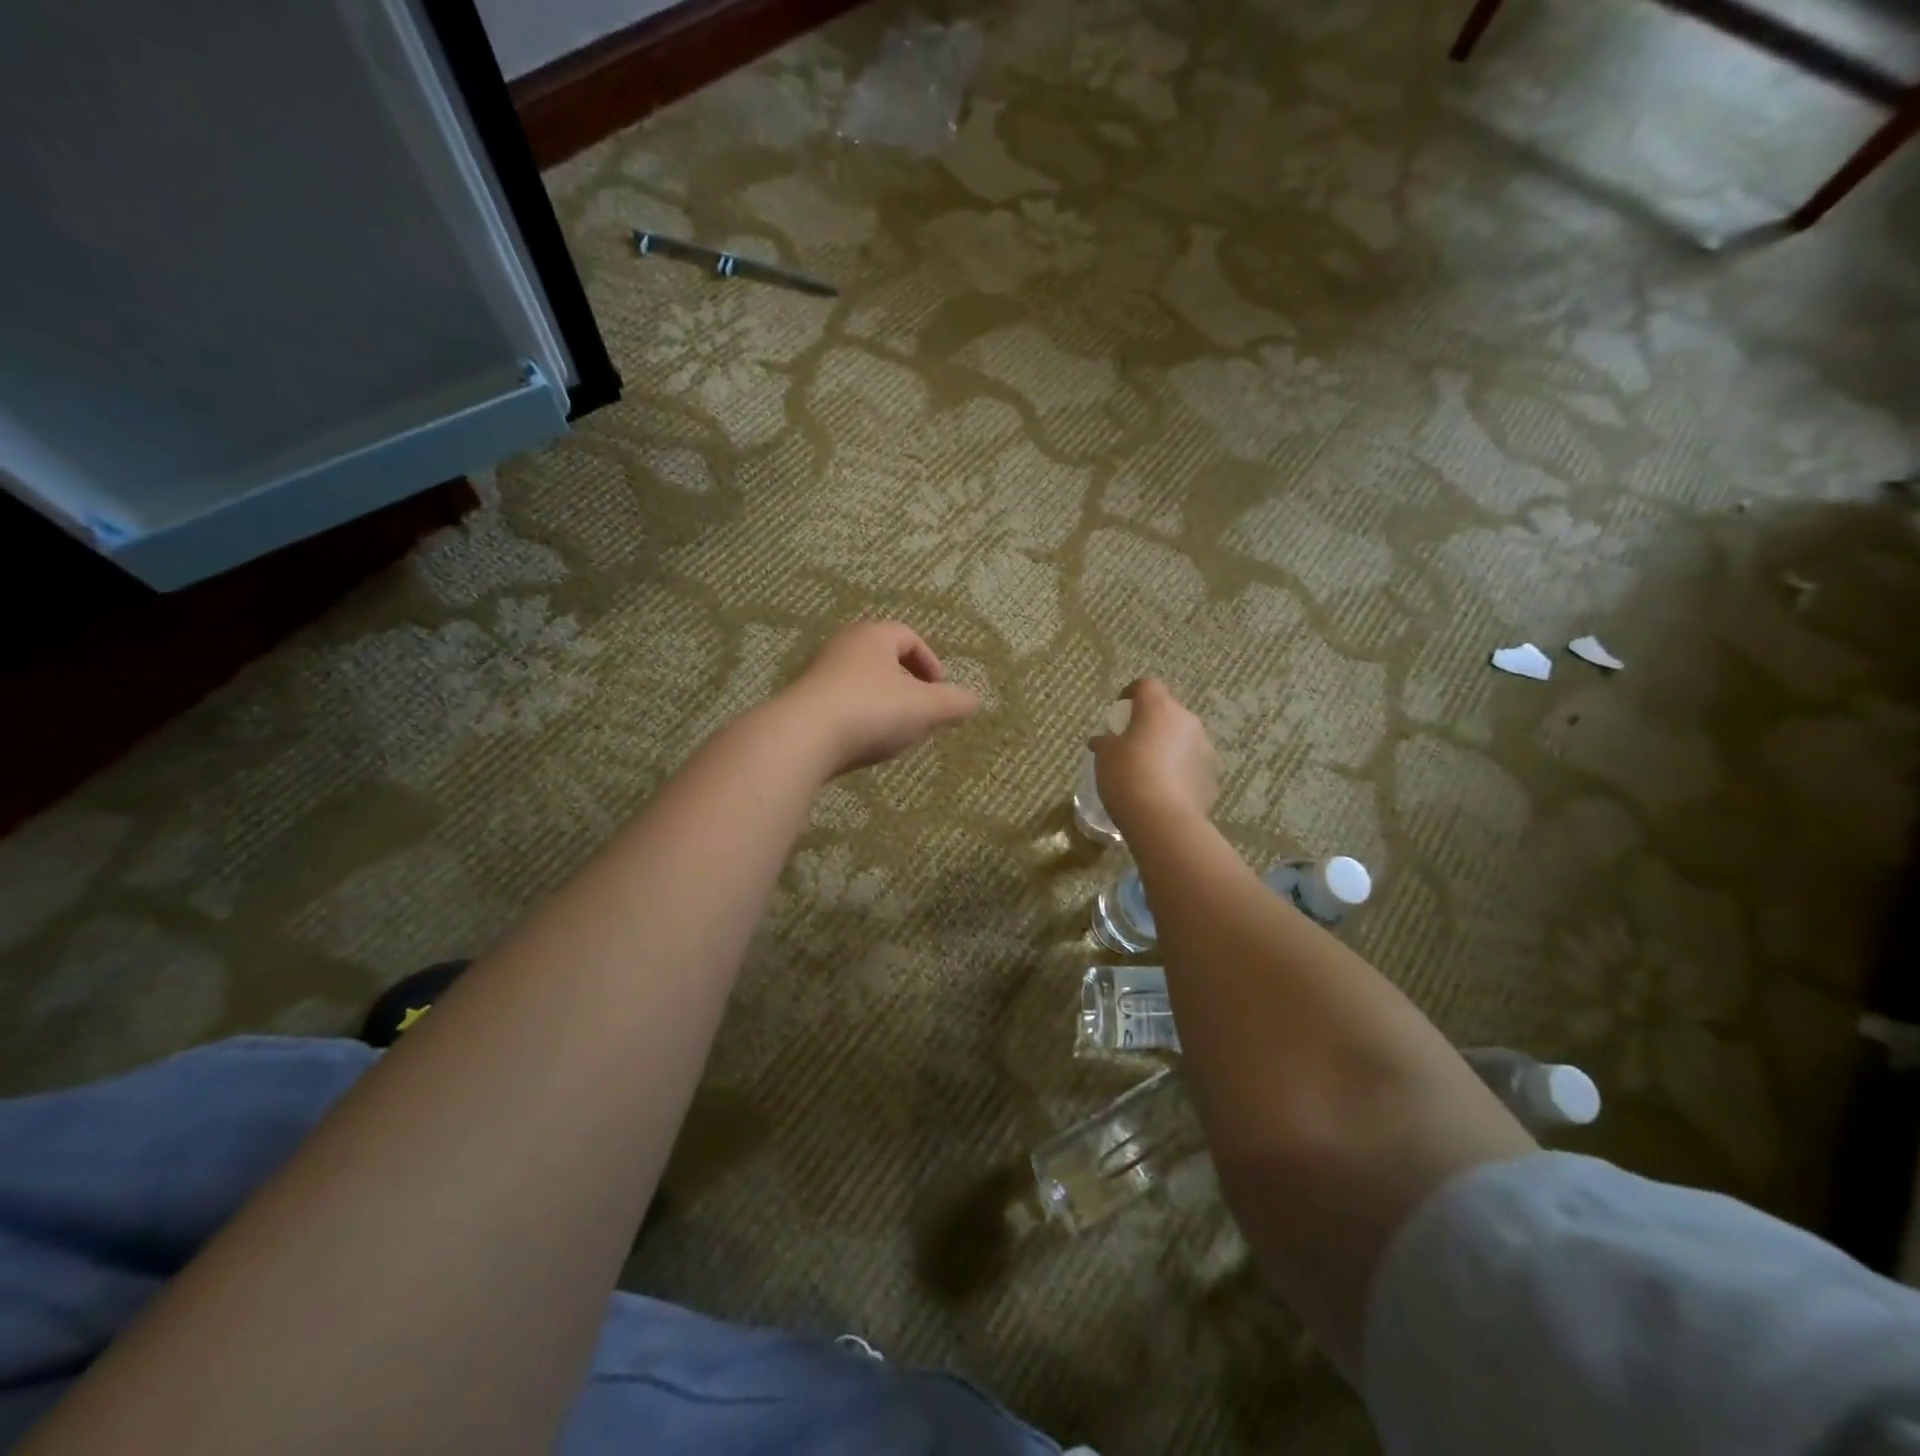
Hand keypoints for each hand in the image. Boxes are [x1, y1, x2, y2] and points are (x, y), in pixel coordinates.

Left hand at [779, 621, 979, 776]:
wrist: (802, 738)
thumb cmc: (872, 711)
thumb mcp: (925, 708)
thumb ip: (953, 703)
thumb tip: (973, 700)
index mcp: (874, 636)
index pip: (909, 637)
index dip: (930, 663)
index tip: (940, 692)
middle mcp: (843, 645)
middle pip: (883, 659)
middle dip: (907, 686)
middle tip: (921, 713)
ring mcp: (817, 673)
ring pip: (861, 683)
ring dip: (882, 704)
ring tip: (894, 733)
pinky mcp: (802, 701)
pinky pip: (840, 704)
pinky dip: (857, 719)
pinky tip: (862, 744)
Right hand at [1089, 678, 1219, 838]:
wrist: (1163, 820)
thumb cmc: (1127, 777)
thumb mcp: (1105, 757)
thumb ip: (1105, 743)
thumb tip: (1101, 740)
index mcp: (1158, 708)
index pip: (1147, 685)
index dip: (1132, 693)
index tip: (1120, 709)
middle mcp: (1186, 721)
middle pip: (1167, 711)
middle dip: (1151, 722)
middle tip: (1132, 743)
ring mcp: (1205, 747)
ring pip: (1183, 737)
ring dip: (1168, 745)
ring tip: (1150, 769)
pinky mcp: (1212, 774)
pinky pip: (1192, 763)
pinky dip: (1180, 769)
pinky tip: (1165, 789)